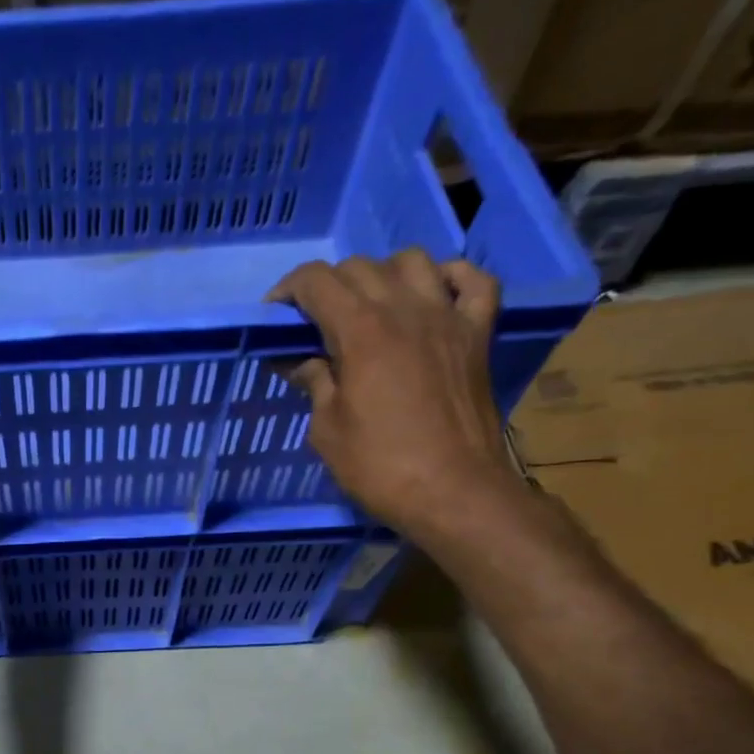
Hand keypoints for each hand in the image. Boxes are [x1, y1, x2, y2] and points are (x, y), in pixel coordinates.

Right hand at [270, 250, 515, 535]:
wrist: (453, 491)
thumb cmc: (378, 466)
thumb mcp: (327, 429)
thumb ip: (314, 382)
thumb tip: (299, 361)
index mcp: (361, 331)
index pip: (317, 281)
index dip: (288, 290)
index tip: (275, 316)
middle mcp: (405, 309)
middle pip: (360, 267)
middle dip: (328, 286)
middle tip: (313, 323)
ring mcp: (448, 317)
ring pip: (413, 261)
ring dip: (382, 275)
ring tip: (369, 306)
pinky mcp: (478, 334)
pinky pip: (474, 281)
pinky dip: (449, 278)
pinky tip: (432, 295)